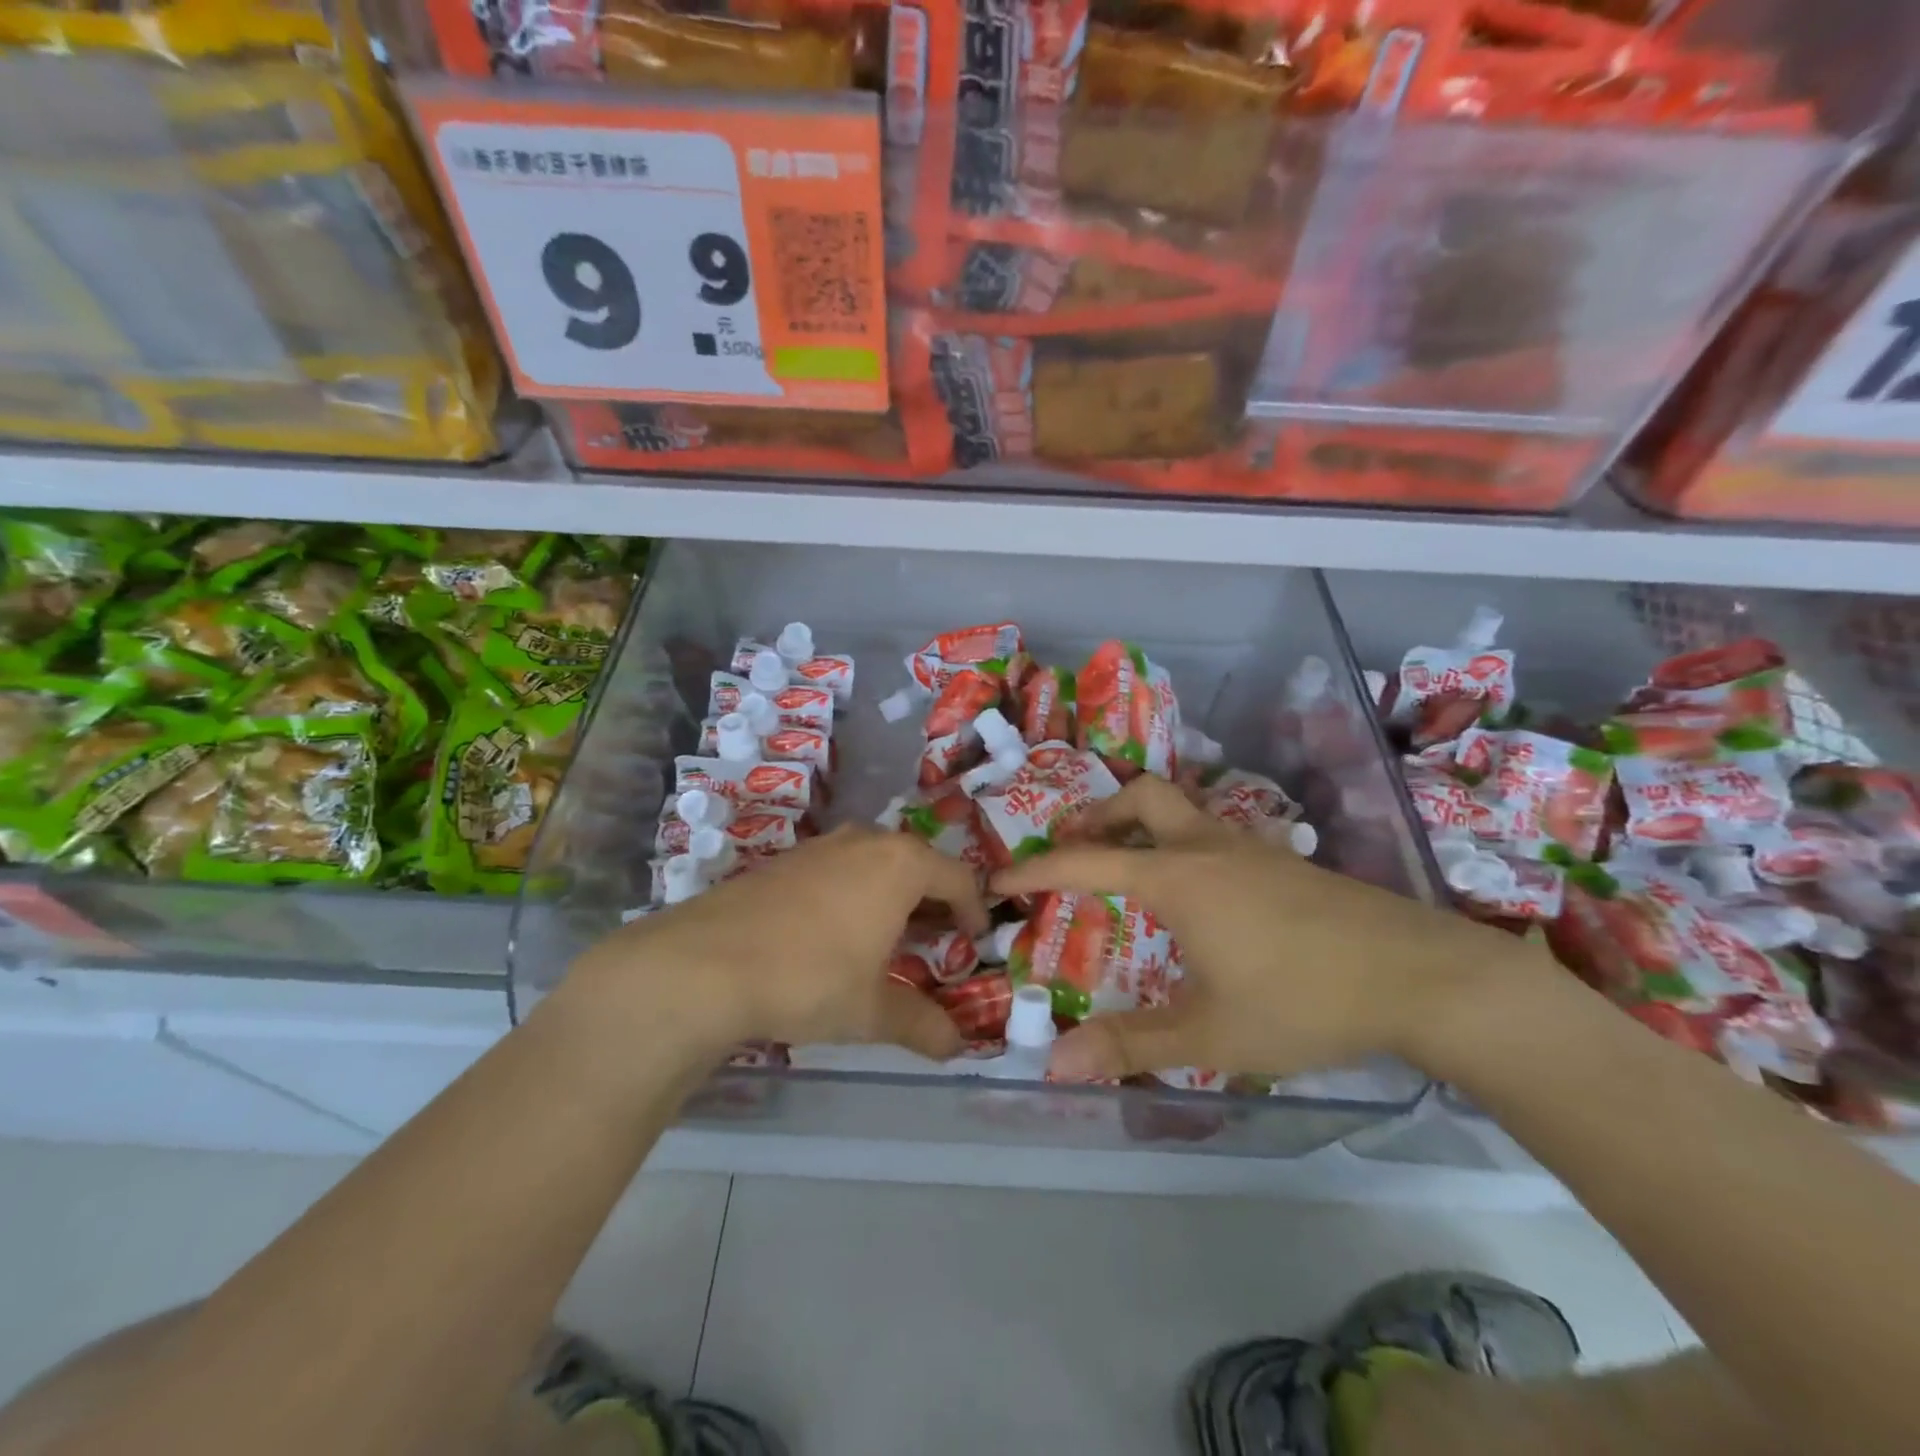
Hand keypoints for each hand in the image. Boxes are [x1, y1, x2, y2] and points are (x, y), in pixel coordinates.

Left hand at [572, 826, 989, 1060]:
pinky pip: (839, 869)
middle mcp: (865, 842)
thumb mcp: (871, 1010)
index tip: (974, 941)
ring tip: (889, 939)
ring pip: (875, 863)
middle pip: (917, 864)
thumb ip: (920, 1024)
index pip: (957, 878)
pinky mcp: (785, 860)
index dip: (973, 910)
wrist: (705, 964)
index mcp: (900, 864)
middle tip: (937, 942)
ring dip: (892, 897)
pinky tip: (836, 934)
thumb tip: (956, 1046)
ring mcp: (821, 847)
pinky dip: (854, 894)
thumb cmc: (810, 978)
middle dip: (933, 902)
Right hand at [992, 776, 1523, 1082]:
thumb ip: (1131, 1045)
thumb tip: (1057, 1065)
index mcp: (1177, 877)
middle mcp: (1208, 848)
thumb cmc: (1304, 999)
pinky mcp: (1285, 862)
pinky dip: (1186, 844)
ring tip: (1130, 866)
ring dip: (1145, 825)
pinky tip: (1202, 892)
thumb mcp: (1211, 1034)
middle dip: (1099, 815)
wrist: (1421, 976)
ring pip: (1184, 810)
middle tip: (1077, 849)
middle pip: (1142, 798)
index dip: (1036, 867)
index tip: (1000, 876)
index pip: (1086, 861)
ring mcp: (1251, 848)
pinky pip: (1217, 834)